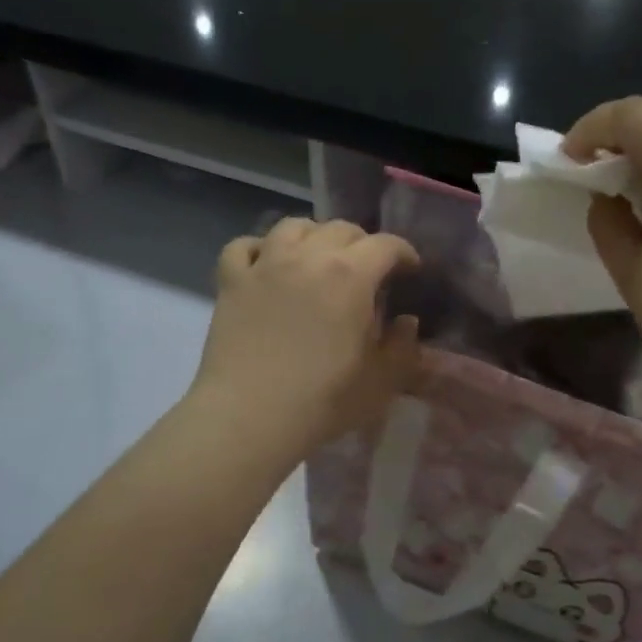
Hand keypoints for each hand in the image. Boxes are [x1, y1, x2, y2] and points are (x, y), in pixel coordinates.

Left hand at [194, 218, 420, 452]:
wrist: (249, 416)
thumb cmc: (322, 400)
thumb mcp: (382, 381)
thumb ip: (403, 346)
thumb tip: (406, 321)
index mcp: (352, 275)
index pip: (386, 245)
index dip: (404, 253)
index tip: (410, 271)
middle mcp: (309, 257)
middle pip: (341, 229)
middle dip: (362, 243)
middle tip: (367, 269)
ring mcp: (266, 265)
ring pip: (293, 226)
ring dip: (313, 235)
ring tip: (317, 256)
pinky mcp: (232, 281)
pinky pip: (243, 246)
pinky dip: (259, 248)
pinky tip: (266, 264)